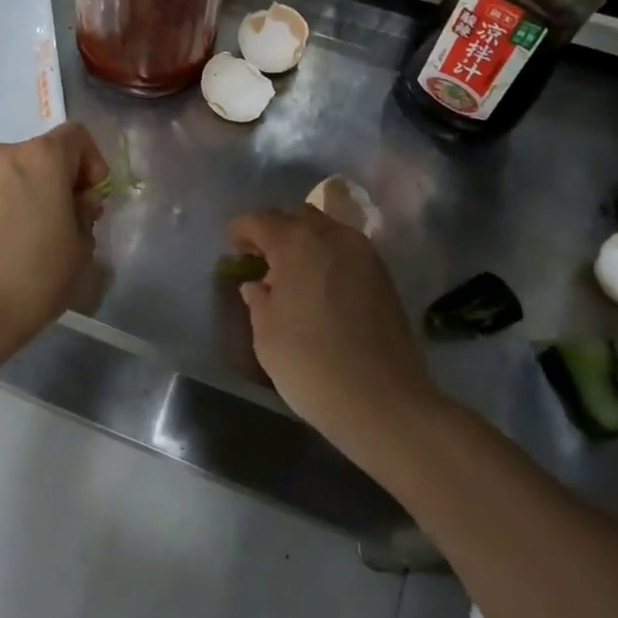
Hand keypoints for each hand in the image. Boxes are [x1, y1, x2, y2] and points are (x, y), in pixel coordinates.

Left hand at [0, 123, 108, 347]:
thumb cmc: (36, 274)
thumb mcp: (81, 246)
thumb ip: (85, 212)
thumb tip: (76, 201)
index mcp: (42, 157)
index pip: (76, 136)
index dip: (92, 162)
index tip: (92, 199)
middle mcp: (5, 155)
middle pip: (43, 154)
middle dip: (60, 180)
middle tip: (68, 221)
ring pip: (14, 173)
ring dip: (30, 192)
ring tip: (33, 236)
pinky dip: (4, 206)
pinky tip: (5, 245)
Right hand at [228, 206, 426, 442]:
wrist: (383, 402)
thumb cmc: (311, 365)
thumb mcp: (266, 334)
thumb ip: (258, 299)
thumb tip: (257, 285)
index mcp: (297, 243)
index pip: (259, 220)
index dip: (240, 232)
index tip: (233, 253)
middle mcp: (333, 236)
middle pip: (296, 216)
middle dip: (274, 232)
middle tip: (262, 262)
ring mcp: (365, 253)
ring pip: (326, 229)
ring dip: (304, 242)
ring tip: (293, 276)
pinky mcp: (384, 275)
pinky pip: (347, 250)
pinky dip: (328, 257)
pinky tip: (321, 289)